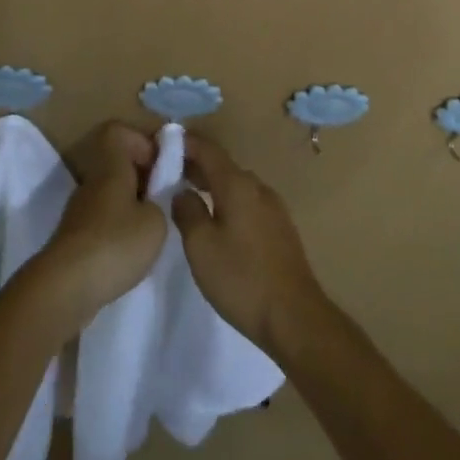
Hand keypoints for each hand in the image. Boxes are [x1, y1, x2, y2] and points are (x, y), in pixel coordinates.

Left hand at [28, 121, 167, 330]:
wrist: (64, 288)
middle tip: (163, 200)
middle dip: (142, 176)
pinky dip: (118, 228)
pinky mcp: (75, 238)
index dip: (141, 140)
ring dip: (131, 205)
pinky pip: (102, 219)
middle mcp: (92, 182)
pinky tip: (131, 252)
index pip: (118, 132)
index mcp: (110, 168)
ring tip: (150, 230)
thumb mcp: (155, 222)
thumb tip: (153, 200)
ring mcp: (80, 211)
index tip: (160, 164)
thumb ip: (160, 202)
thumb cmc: (115, 244)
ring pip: (110, 193)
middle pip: (116, 163)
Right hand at [172, 134, 325, 358]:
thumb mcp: (201, 246)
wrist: (295, 316)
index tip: (164, 143)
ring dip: (214, 186)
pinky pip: (249, 203)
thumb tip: (182, 191)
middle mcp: (258, 187)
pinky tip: (219, 221)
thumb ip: (187, 211)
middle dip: (197, 167)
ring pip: (237, 186)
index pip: (208, 150)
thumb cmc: (242, 278)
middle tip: (170, 175)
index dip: (186, 144)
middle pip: (223, 167)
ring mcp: (274, 207)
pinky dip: (229, 202)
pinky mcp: (281, 229)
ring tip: (191, 197)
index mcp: (237, 184)